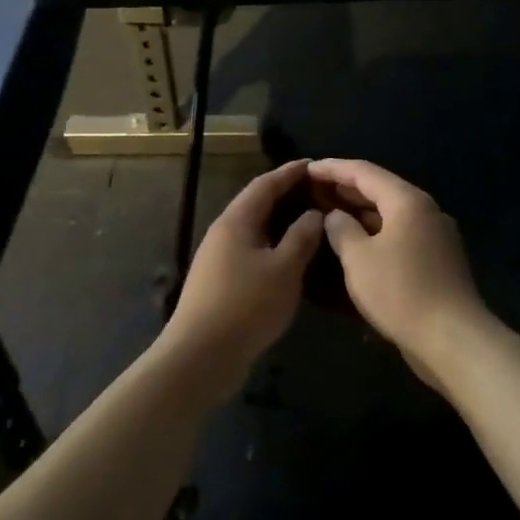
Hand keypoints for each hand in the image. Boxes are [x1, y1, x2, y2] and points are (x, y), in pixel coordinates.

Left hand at [158, 160, 324, 384]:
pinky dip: (273, 246)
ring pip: (254, 230)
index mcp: (236, 221)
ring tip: (310, 221)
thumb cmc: (246, 305)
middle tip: (318, 192)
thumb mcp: (284, 269)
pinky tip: (291, 257)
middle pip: (256, 205)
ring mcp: (218, 259)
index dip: (290, 173)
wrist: (202, 355)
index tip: (313, 164)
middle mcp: (223, 234)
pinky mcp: (220, 283)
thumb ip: (302, 237)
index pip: (265, 185)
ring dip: (280, 222)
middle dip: (286, 195)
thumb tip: (314, 213)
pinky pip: (252, 252)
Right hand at [305, 159, 489, 383]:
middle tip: (312, 191)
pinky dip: (374, 233)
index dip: (332, 168)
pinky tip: (354, 243)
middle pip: (380, 190)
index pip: (364, 172)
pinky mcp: (436, 260)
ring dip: (359, 212)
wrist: (452, 338)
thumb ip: (341, 230)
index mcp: (407, 201)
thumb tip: (334, 216)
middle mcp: (425, 210)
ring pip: (390, 214)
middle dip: (345, 189)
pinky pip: (399, 235)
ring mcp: (434, 236)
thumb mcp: (358, 259)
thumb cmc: (400, 292)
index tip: (306, 169)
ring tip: (327, 215)